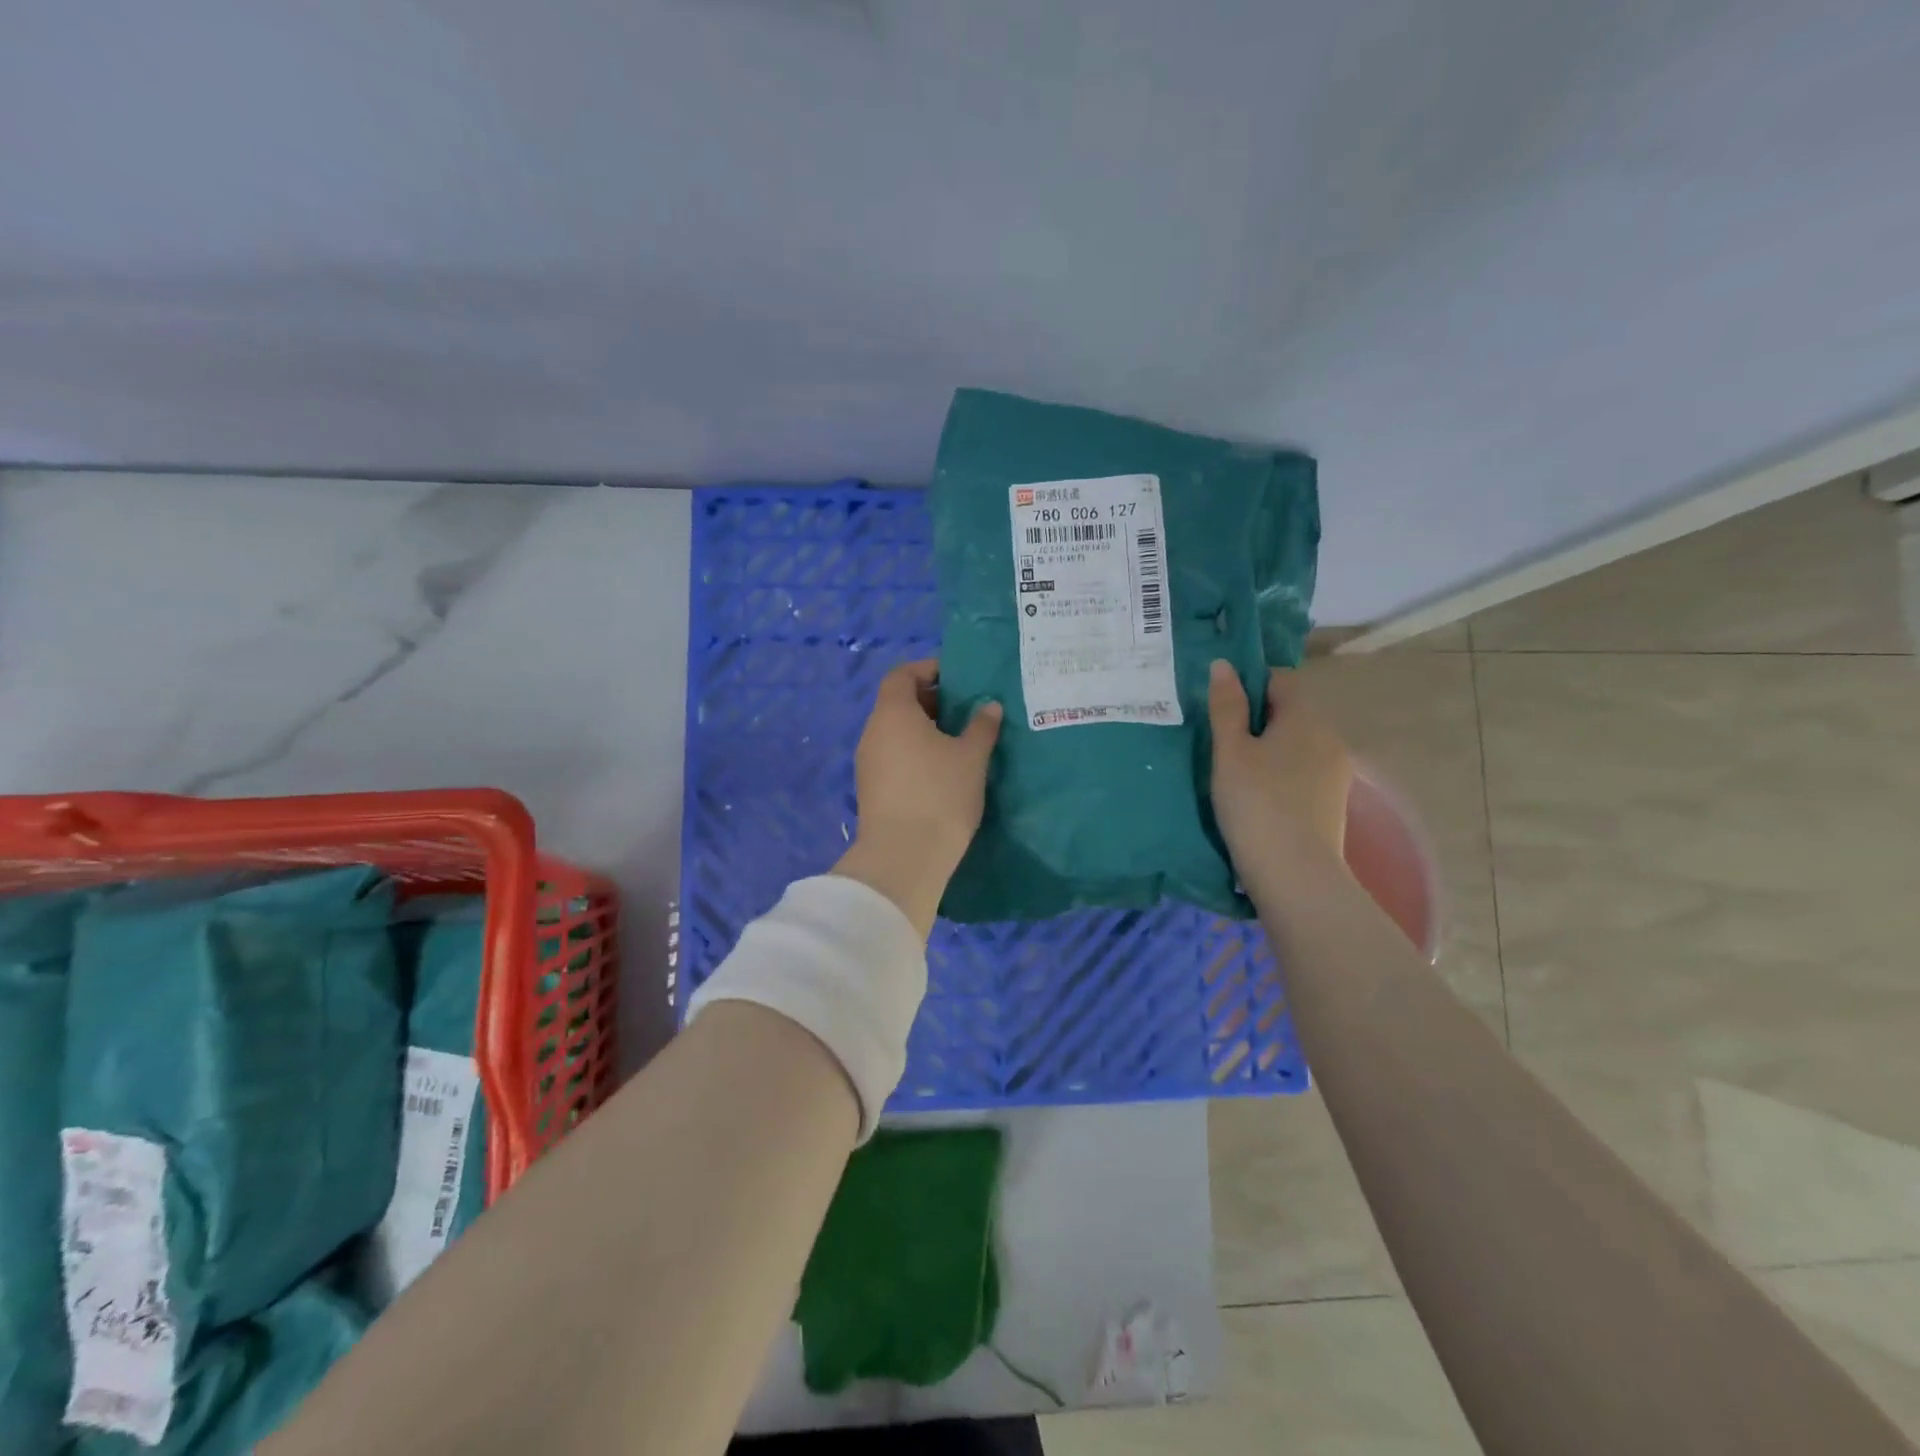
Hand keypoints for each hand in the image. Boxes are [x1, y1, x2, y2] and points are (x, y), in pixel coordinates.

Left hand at [833, 659, 1000, 937]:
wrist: (903, 857)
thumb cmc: (940, 794)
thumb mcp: (970, 757)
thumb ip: (981, 727)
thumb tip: (989, 706)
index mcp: (893, 713)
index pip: (902, 675)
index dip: (926, 669)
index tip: (954, 676)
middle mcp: (873, 732)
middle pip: (897, 704)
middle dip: (929, 701)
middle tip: (964, 710)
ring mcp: (868, 763)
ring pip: (895, 733)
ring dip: (923, 730)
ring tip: (958, 741)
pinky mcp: (871, 790)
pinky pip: (893, 757)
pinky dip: (914, 753)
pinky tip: (941, 771)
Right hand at [1208, 660, 1352, 880]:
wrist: (1295, 873)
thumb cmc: (1255, 804)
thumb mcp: (1230, 752)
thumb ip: (1227, 706)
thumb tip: (1224, 665)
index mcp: (1305, 717)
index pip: (1280, 679)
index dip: (1249, 684)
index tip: (1221, 706)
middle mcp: (1329, 737)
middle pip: (1291, 712)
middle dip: (1258, 718)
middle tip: (1220, 740)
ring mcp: (1336, 771)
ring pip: (1297, 743)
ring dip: (1270, 748)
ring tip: (1235, 771)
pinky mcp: (1332, 800)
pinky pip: (1303, 770)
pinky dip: (1281, 773)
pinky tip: (1258, 796)